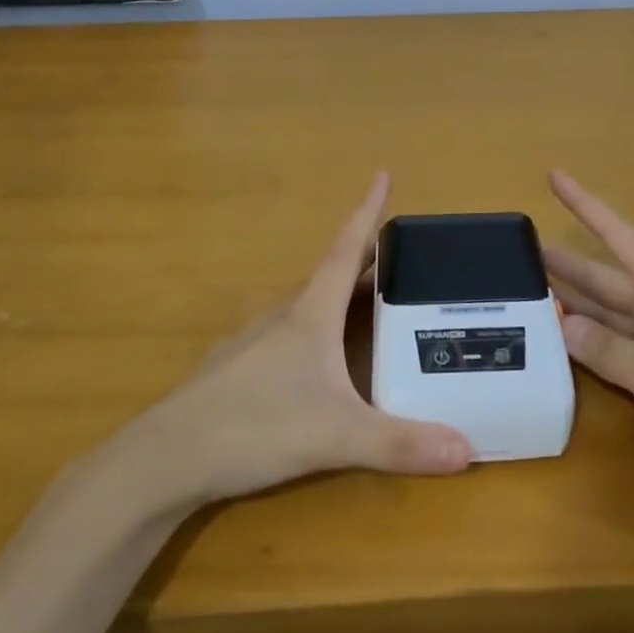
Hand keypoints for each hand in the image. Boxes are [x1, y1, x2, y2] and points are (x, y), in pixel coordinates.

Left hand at [126, 174, 472, 508]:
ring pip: (307, 305)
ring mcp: (255, 342)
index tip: (382, 174)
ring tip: (370, 302)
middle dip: (367, 260)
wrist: (167, 457)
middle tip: (401, 256)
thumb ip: (400, 443)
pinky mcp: (238, 370)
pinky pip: (289, 334)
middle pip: (331, 275)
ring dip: (339, 294)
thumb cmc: (255, 427)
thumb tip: (467, 450)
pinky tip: (320, 359)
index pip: (345, 250)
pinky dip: (316, 329)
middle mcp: (283, 317)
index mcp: (309, 315)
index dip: (367, 212)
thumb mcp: (336, 436)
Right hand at [544, 170, 633, 502]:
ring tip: (527, 290)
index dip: (583, 204)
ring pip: (607, 309)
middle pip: (602, 274)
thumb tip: (560, 325)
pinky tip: (562, 340)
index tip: (554, 175)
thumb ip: (610, 351)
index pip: (615, 234)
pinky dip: (590, 339)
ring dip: (572, 300)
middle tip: (516, 252)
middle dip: (563, 261)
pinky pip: (618, 342)